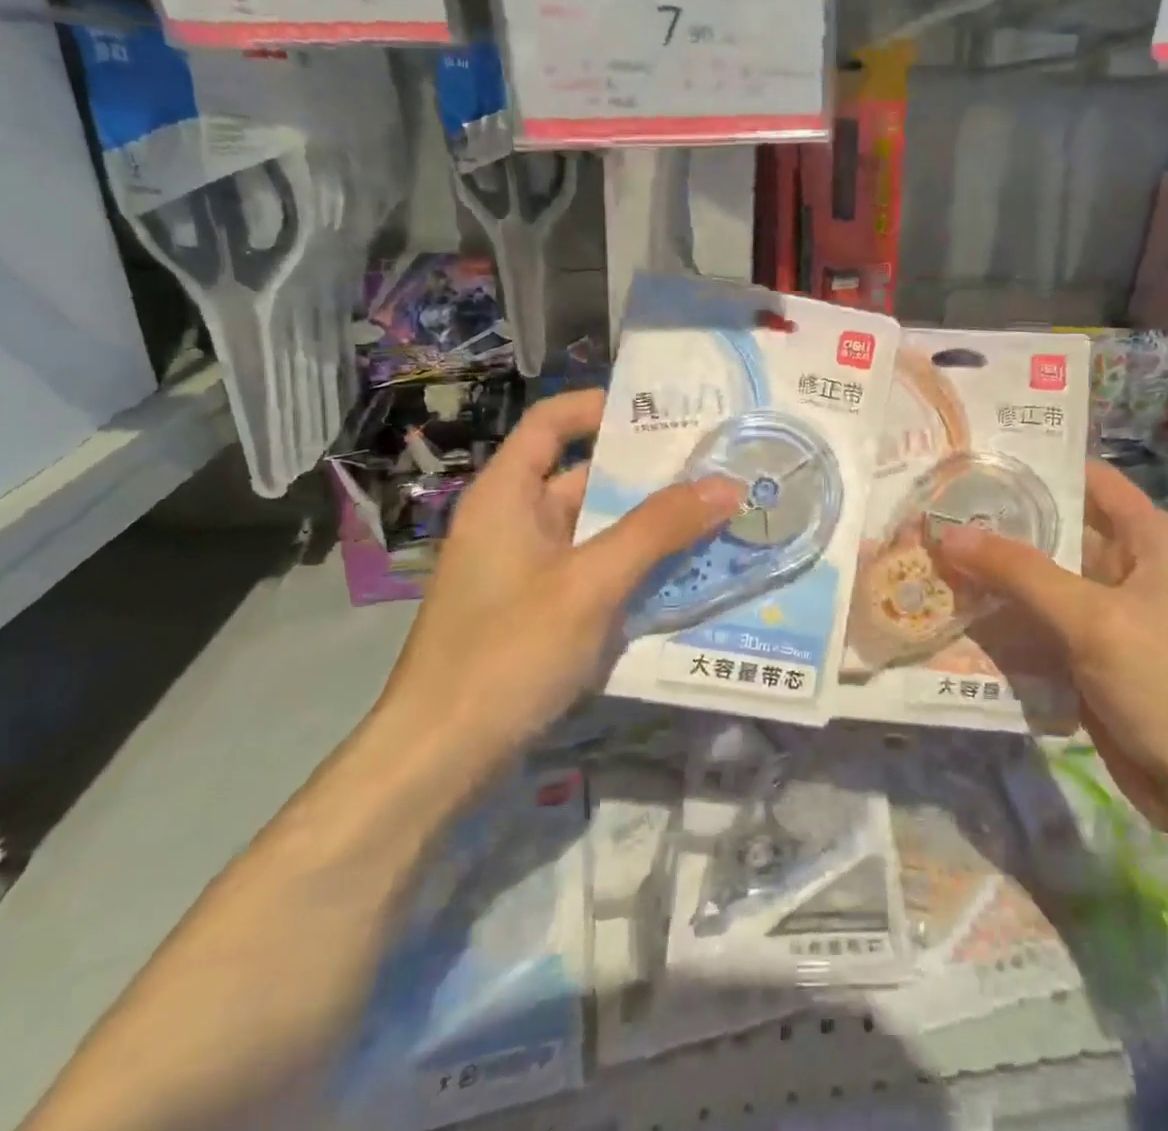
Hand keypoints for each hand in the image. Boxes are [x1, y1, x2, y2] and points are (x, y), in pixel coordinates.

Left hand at [373, 390, 743, 776]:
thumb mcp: (591, 581)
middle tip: (714, 466)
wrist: (439, 759)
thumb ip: (659, 528)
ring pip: (596, 529)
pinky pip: (595, 571)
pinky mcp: (539, 612)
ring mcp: (526, 571)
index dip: (602, 407)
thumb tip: (728, 483)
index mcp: (507, 496)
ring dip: (649, 525)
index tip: (665, 412)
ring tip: (715, 515)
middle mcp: (514, 523)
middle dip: (647, 473)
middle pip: (583, 476)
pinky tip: (683, 575)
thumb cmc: (507, 651)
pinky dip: (634, 566)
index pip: (552, 422)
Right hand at [931, 460, 1167, 827]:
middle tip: (937, 509)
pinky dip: (1006, 616)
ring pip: (1044, 580)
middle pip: (1059, 531)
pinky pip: (1042, 622)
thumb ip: (1019, 572)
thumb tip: (948, 532)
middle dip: (1002, 523)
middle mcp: (1131, 568)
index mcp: (1151, 541)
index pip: (1089, 480)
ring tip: (932, 553)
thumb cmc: (1167, 685)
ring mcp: (1110, 615)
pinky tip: (957, 609)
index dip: (1037, 466)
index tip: (977, 458)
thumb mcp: (1092, 620)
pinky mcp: (1092, 655)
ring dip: (997, 573)